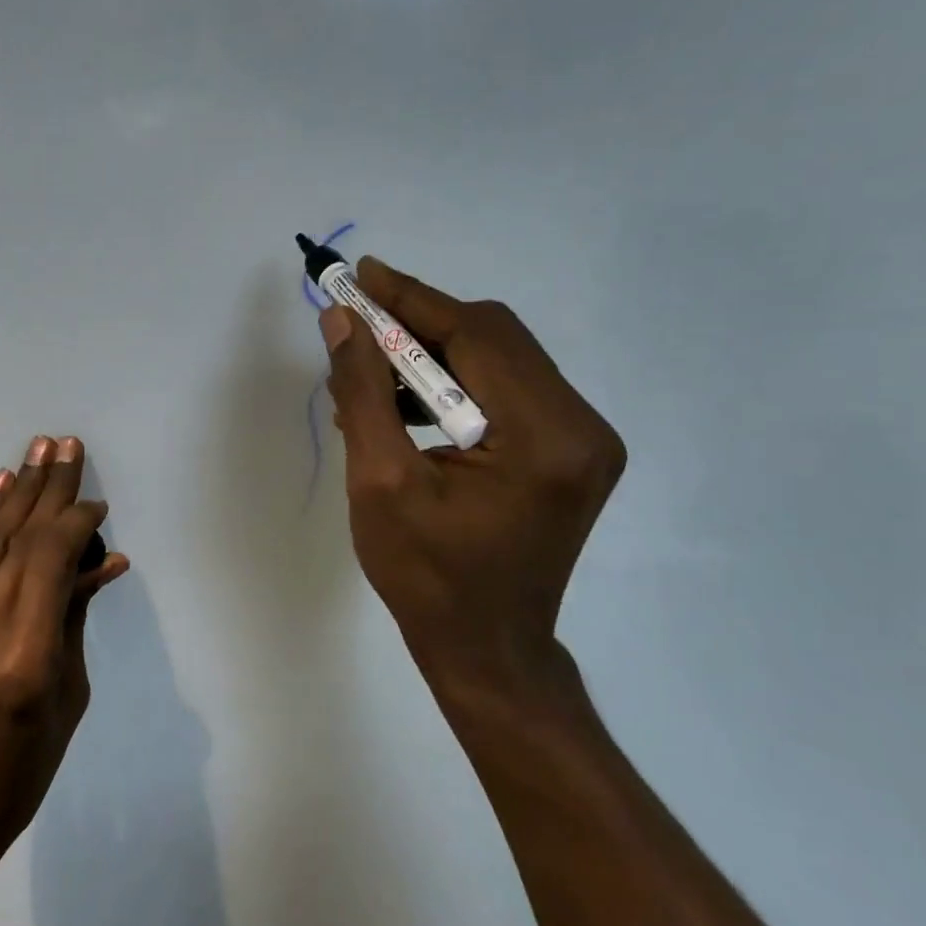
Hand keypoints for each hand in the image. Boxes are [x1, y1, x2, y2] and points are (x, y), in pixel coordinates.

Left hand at [0, 435, 128, 870]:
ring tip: (38, 449)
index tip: (95, 503)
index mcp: (23, 657)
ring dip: (15, 491)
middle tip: (67, 444)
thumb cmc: (19, 771)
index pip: (51, 559)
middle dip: (48, 486)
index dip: (75, 521)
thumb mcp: (67, 698)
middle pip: (18, 537)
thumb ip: (75, 618)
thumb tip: (102, 561)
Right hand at [321, 259, 625, 714]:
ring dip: (433, 355)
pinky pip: (506, 390)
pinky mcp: (568, 452)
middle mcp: (582, 427)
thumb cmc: (426, 578)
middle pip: (495, 338)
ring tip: (370, 373)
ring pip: (499, 360)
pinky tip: (403, 405)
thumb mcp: (379, 482)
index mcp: (545, 437)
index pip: (477, 336)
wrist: (486, 650)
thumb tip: (342, 320)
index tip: (360, 274)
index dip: (412, 299)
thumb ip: (363, 392)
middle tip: (357, 320)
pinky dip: (453, 385)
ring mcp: (583, 440)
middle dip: (420, 323)